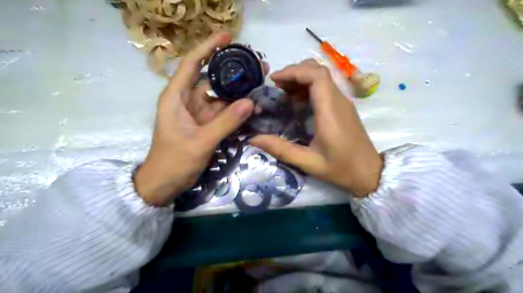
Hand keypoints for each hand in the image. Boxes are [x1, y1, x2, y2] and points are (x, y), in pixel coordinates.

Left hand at [133, 31, 253, 206]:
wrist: (164, 184)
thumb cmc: (174, 162)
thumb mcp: (200, 142)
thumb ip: (225, 123)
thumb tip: (250, 102)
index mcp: (176, 97)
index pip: (191, 63)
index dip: (208, 47)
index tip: (228, 36)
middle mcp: (187, 100)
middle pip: (211, 78)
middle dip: (233, 71)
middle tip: (258, 66)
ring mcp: (198, 113)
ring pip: (220, 96)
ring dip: (239, 91)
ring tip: (260, 83)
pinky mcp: (206, 124)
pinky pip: (223, 112)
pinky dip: (237, 109)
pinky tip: (252, 105)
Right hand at [251, 58, 382, 195]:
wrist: (369, 172)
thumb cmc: (341, 168)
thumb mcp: (309, 163)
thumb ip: (282, 150)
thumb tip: (254, 139)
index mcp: (330, 112)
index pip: (316, 76)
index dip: (294, 72)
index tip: (274, 80)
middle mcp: (339, 101)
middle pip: (318, 70)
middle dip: (294, 72)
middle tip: (276, 86)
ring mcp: (343, 102)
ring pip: (322, 76)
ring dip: (301, 78)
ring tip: (283, 92)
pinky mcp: (343, 107)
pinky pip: (325, 87)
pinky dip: (308, 87)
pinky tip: (297, 101)